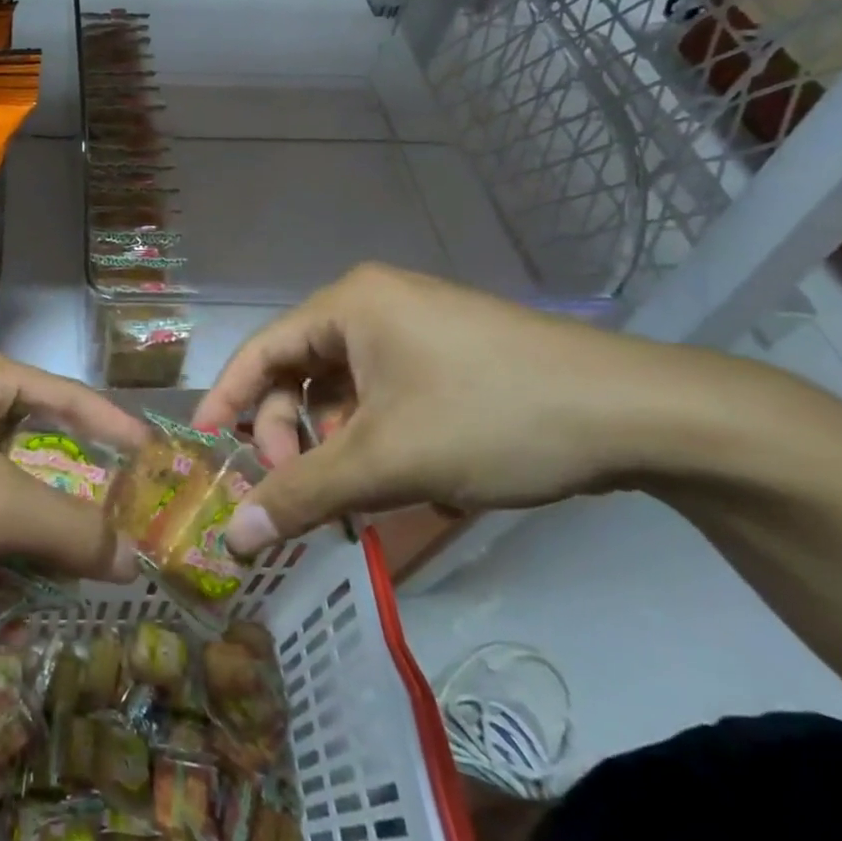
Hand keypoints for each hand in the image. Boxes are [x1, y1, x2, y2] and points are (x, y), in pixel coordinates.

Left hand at [0, 345, 151, 622]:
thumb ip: (69, 531)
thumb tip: (137, 558)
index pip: (68, 396)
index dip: (118, 429)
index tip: (162, 463)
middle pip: (35, 444)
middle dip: (75, 492)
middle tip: (126, 531)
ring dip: (33, 527)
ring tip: (78, 569)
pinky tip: (11, 585)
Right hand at [191, 265, 687, 554]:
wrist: (639, 415)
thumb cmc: (491, 417)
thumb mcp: (386, 461)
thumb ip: (302, 494)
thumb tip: (233, 537)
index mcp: (350, 303)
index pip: (262, 349)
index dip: (226, 397)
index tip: (202, 443)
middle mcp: (375, 304)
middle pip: (301, 370)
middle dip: (288, 430)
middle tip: (294, 486)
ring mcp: (416, 327)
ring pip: (343, 387)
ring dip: (332, 440)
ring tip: (348, 492)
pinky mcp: (449, 354)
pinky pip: (383, 392)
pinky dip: (372, 435)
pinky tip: (390, 476)